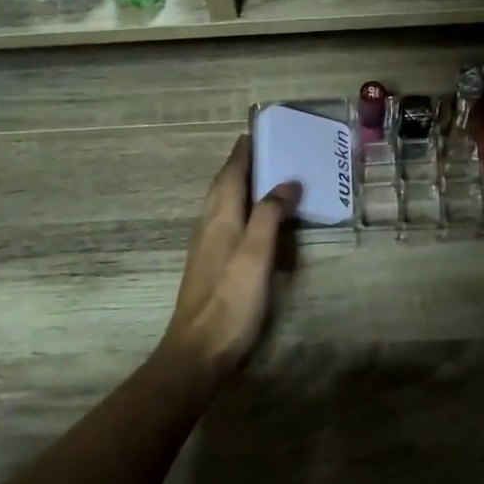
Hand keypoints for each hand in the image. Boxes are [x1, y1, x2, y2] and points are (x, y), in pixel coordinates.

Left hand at [159, 136, 300, 377]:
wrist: (198, 351)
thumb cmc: (231, 300)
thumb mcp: (256, 254)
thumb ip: (270, 215)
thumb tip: (286, 182)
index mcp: (220, 218)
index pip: (230, 174)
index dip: (242, 153)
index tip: (255, 132)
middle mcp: (208, 226)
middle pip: (222, 186)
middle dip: (240, 165)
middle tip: (263, 150)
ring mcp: (206, 247)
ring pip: (221, 205)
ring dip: (238, 186)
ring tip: (262, 178)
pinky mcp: (209, 266)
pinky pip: (225, 223)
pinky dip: (239, 210)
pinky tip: (251, 222)